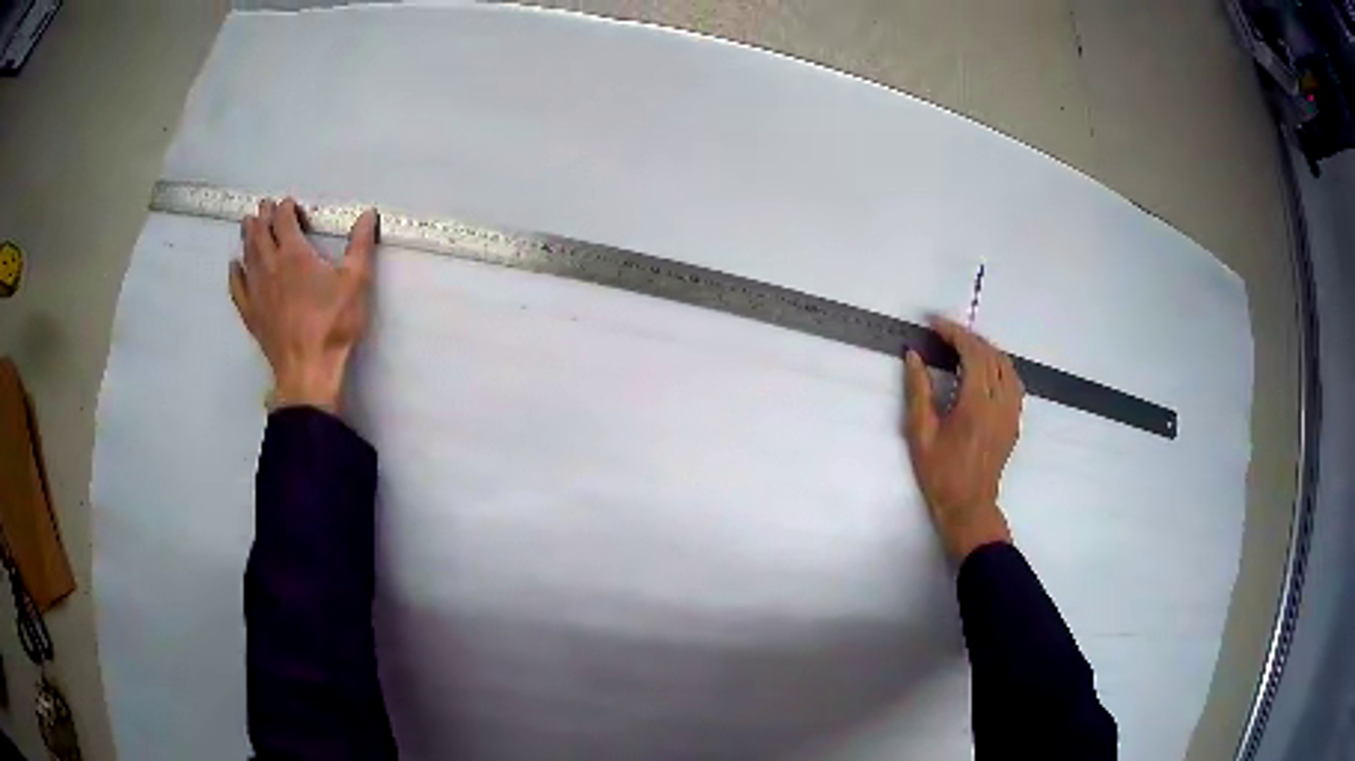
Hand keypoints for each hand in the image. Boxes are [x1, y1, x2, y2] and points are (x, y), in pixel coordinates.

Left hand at [229, 198, 378, 414]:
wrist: (308, 369)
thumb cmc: (333, 323)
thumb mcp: (356, 281)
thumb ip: (360, 245)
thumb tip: (368, 214)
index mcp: (294, 254)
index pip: (284, 221)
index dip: (286, 209)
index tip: (289, 204)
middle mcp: (270, 267)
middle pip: (261, 234)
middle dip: (263, 217)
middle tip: (264, 206)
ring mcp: (256, 291)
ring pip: (247, 256)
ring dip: (247, 237)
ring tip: (247, 224)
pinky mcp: (251, 313)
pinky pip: (237, 288)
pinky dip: (234, 273)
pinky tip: (234, 266)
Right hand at [904, 317, 1022, 561]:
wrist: (968, 506)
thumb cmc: (940, 473)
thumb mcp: (920, 433)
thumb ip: (918, 390)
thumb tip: (914, 355)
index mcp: (976, 404)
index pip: (972, 353)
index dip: (953, 332)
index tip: (933, 324)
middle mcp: (999, 402)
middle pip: (990, 354)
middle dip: (967, 337)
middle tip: (943, 333)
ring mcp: (1012, 411)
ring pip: (1006, 365)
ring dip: (985, 349)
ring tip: (963, 346)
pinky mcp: (1015, 420)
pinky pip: (1013, 381)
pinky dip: (999, 365)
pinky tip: (985, 370)